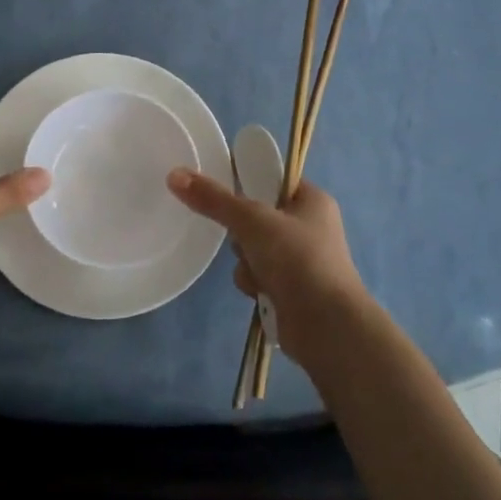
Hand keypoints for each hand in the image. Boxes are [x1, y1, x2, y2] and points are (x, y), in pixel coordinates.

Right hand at [166, 169, 367, 364]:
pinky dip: (254, 283)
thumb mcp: (252, 220)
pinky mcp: (291, 289)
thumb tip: (175, 175)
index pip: (273, 180)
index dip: (249, 183)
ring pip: (252, 249)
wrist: (325, 324)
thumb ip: (214, 199)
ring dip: (246, 262)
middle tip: (244, 238)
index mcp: (312, 201)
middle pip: (257, 217)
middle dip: (243, 233)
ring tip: (258, 273)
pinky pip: (258, 275)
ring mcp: (301, 260)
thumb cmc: (297, 259)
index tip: (224, 190)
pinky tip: (261, 293)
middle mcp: (310, 227)